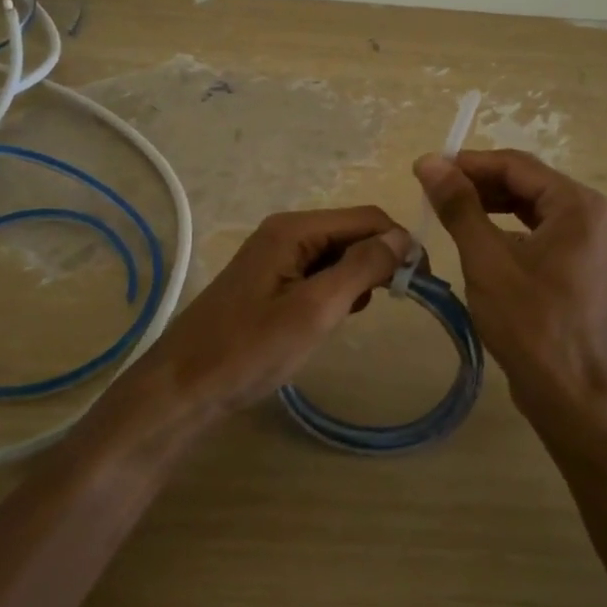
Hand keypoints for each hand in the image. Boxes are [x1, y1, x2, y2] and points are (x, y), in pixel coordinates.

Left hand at [141, 206, 410, 420]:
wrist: (183, 388)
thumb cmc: (250, 350)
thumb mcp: (314, 309)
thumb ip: (361, 268)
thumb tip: (403, 237)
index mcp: (294, 229)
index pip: (367, 219)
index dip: (400, 244)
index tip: (423, 284)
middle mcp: (285, 232)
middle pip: (351, 233)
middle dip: (380, 261)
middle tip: (398, 302)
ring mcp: (275, 256)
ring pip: (336, 255)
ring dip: (358, 278)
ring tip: (356, 315)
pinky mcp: (270, 281)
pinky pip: (317, 273)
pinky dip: (335, 291)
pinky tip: (332, 318)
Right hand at [414, 149, 606, 429]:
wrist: (571, 394)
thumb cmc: (531, 323)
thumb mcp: (487, 259)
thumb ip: (459, 206)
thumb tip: (428, 161)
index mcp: (576, 204)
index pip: (515, 165)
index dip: (468, 163)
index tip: (425, 169)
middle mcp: (586, 214)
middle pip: (524, 182)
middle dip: (476, 183)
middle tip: (430, 191)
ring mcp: (582, 241)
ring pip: (526, 207)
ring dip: (486, 205)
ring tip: (443, 210)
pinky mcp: (572, 264)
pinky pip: (532, 231)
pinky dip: (501, 228)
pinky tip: (472, 237)